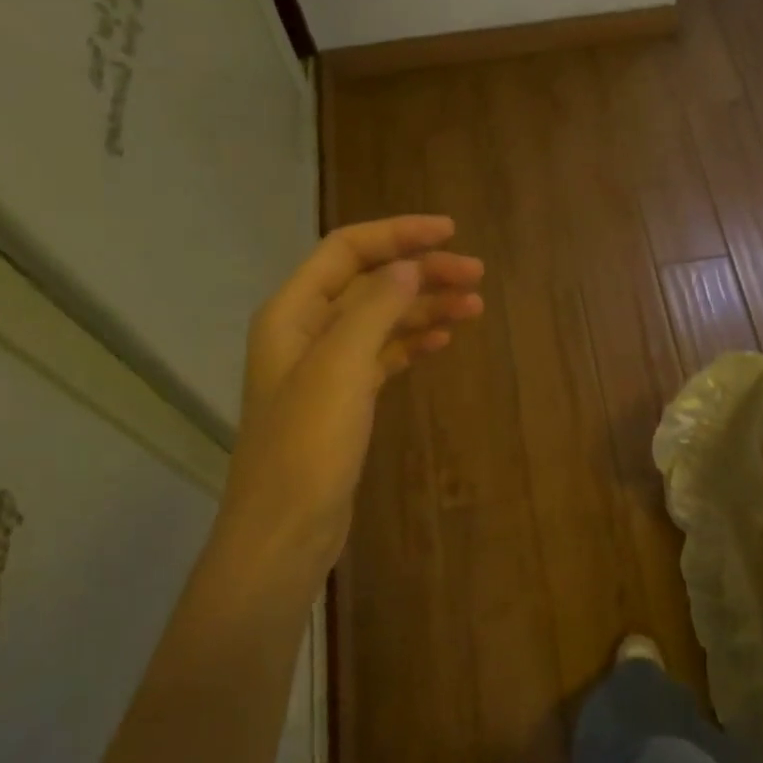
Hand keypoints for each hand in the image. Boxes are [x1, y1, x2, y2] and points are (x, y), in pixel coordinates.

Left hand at [210, 216, 483, 579]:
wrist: (286, 530)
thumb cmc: (307, 445)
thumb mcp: (341, 367)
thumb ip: (374, 308)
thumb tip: (409, 265)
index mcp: (293, 312)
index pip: (347, 251)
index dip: (397, 234)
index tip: (450, 232)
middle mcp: (306, 331)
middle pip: (369, 283)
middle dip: (421, 272)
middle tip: (476, 276)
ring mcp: (325, 368)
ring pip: (381, 319)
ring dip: (425, 307)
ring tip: (474, 306)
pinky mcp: (344, 400)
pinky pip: (383, 355)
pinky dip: (413, 342)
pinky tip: (443, 340)